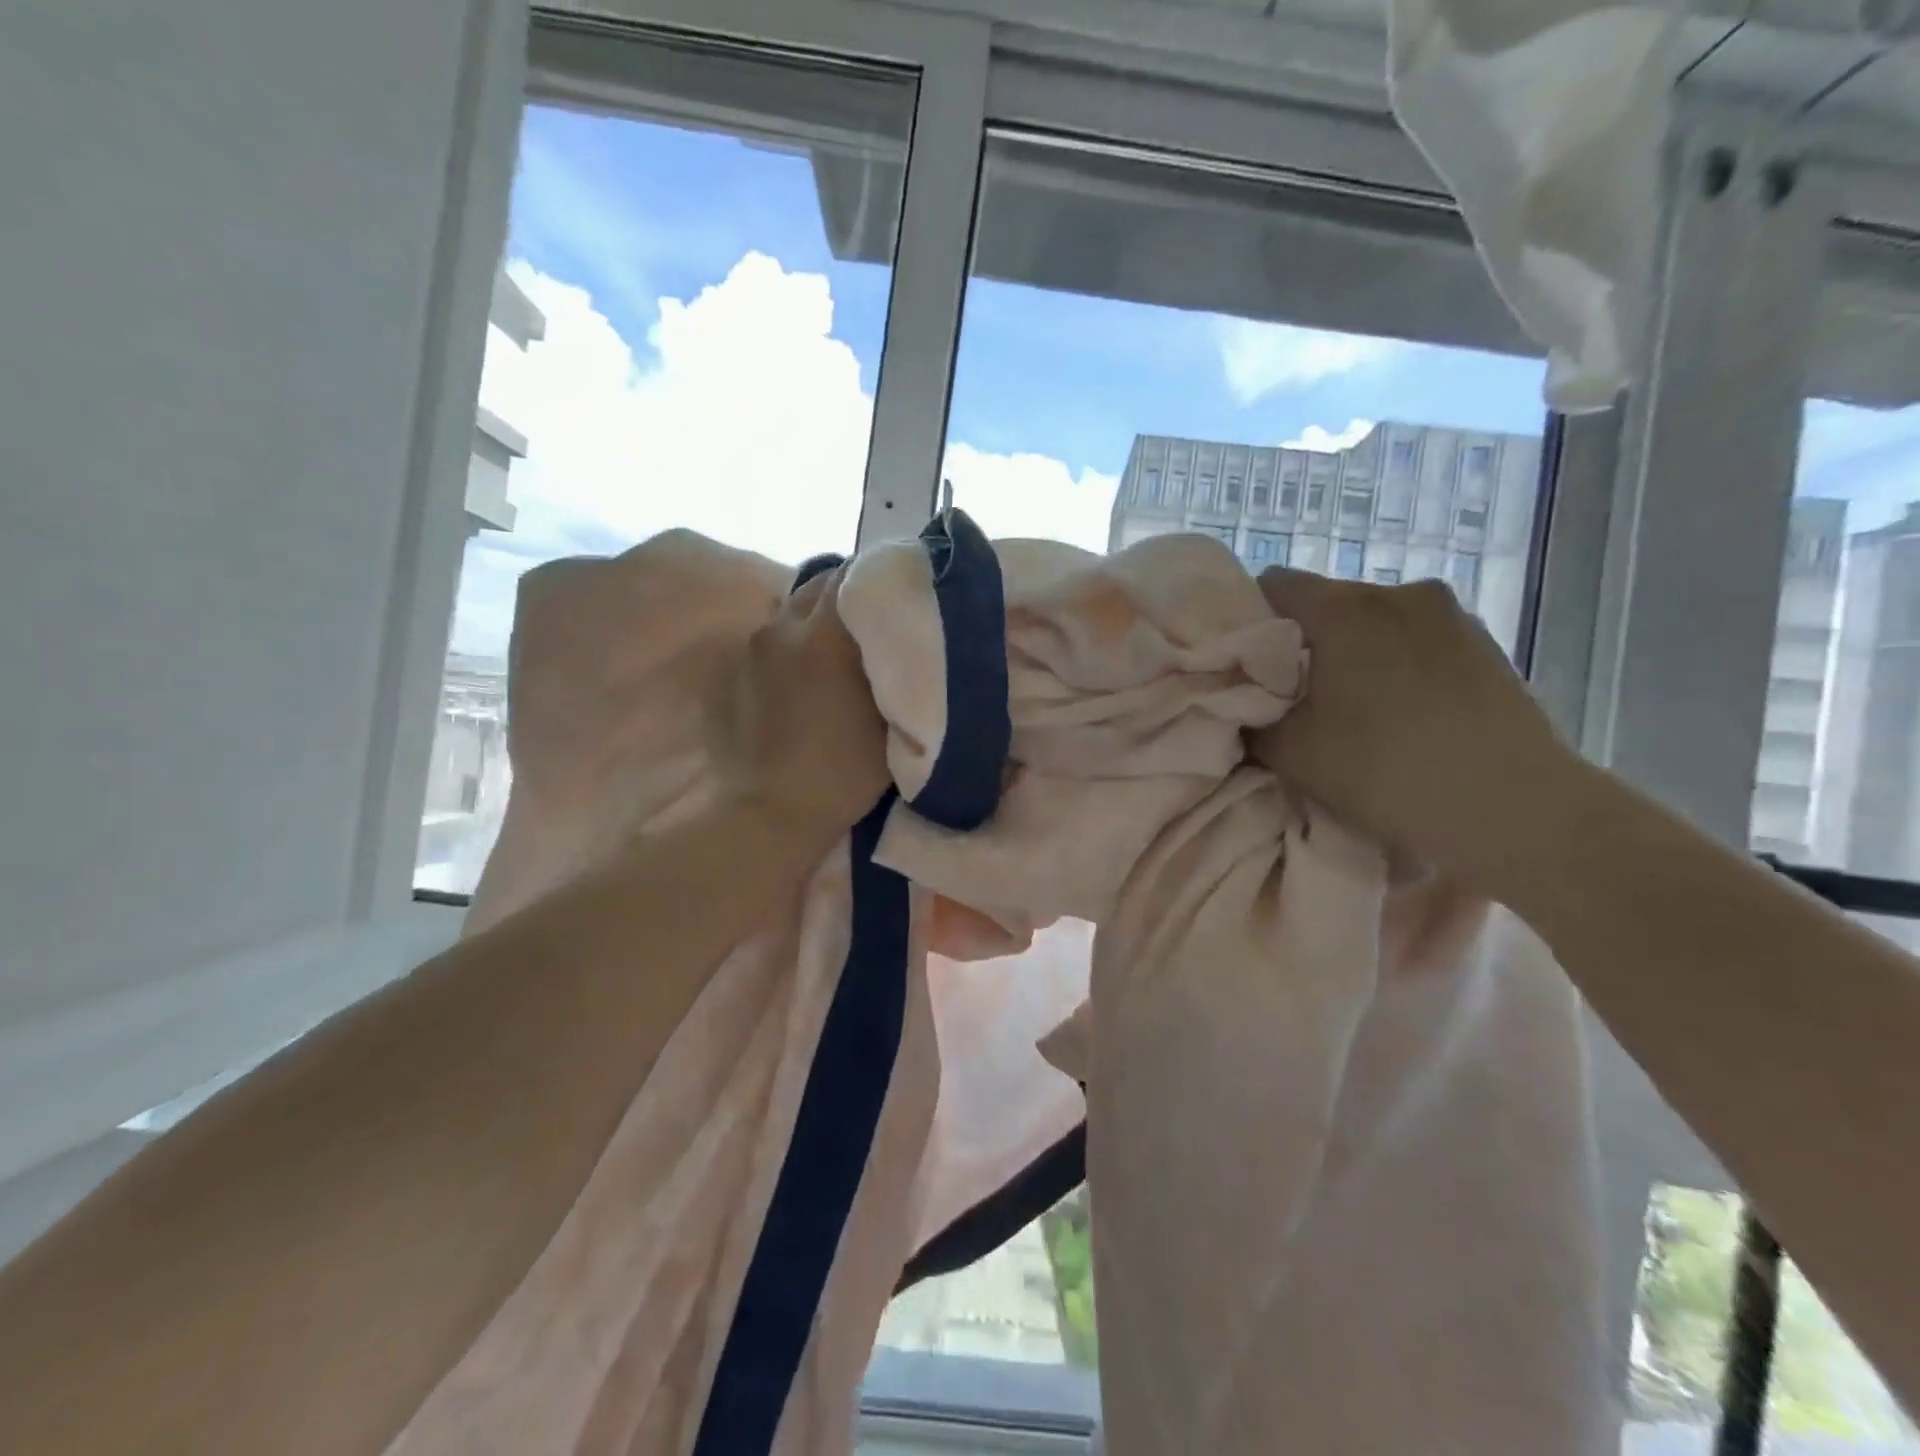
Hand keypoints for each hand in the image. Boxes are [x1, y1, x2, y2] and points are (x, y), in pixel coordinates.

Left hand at [712, 566, 891, 838]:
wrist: (771, 813)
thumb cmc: (843, 771)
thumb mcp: (888, 718)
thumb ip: (891, 666)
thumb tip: (896, 633)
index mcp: (823, 635)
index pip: (850, 575)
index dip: (875, 578)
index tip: (894, 592)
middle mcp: (780, 629)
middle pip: (816, 588)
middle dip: (843, 597)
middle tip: (866, 624)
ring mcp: (748, 651)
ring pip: (787, 616)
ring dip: (811, 625)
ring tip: (829, 655)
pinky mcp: (726, 675)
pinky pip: (765, 646)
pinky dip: (785, 652)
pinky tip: (797, 684)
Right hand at [1248, 569, 1587, 892]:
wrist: (1515, 808)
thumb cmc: (1386, 771)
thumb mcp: (1291, 753)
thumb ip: (1251, 718)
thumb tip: (1242, 704)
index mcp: (1344, 608)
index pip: (1272, 584)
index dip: (1250, 620)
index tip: (1248, 666)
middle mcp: (1397, 592)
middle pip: (1325, 600)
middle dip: (1302, 640)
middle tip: (1295, 694)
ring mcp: (1448, 613)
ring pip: (1372, 619)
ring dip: (1352, 651)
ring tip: (1353, 706)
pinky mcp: (1483, 640)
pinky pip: (1414, 636)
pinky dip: (1394, 661)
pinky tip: (1401, 711)